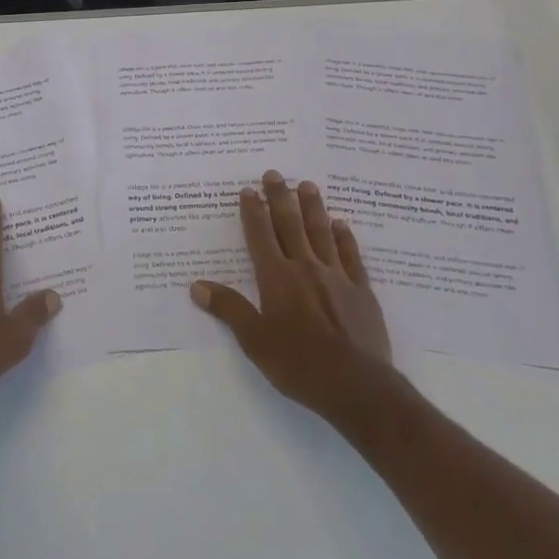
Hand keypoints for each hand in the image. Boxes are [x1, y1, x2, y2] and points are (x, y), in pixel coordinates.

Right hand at [190, 171, 393, 418]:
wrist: (356, 385)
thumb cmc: (298, 364)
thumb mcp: (254, 341)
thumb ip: (229, 309)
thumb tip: (197, 285)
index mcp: (276, 278)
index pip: (261, 236)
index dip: (253, 212)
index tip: (249, 190)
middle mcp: (305, 268)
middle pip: (290, 225)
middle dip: (280, 198)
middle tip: (275, 174)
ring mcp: (336, 276)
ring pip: (321, 233)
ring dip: (313, 208)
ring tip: (308, 185)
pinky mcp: (361, 290)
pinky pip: (350, 255)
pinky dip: (344, 237)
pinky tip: (341, 224)